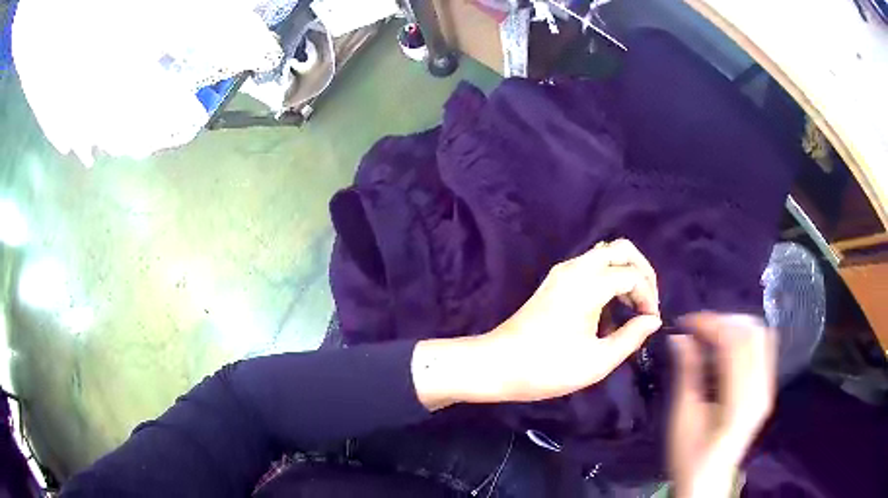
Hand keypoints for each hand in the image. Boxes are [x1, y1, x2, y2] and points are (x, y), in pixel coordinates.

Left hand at [413, 239, 661, 409]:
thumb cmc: (548, 368)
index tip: (650, 323)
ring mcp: (562, 272)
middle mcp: (575, 268)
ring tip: (631, 309)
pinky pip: (590, 267)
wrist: (497, 365)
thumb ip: (631, 337)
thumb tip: (653, 321)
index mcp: (588, 284)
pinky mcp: (554, 281)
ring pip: (604, 255)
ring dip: (624, 273)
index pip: (632, 275)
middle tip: (647, 303)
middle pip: (620, 249)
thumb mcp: (597, 361)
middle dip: (641, 271)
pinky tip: (608, 310)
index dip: (649, 297)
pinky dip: (607, 278)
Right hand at [668, 312, 777, 497]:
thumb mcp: (683, 417)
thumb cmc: (690, 455)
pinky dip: (745, 338)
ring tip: (711, 335)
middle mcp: (761, 389)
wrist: (709, 479)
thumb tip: (680, 338)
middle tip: (697, 329)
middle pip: (752, 332)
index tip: (685, 323)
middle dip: (723, 320)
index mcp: (740, 400)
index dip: (710, 324)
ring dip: (735, 326)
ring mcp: (767, 387)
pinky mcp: (767, 388)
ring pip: (761, 335)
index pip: (733, 343)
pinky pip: (764, 348)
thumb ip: (687, 374)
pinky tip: (727, 347)